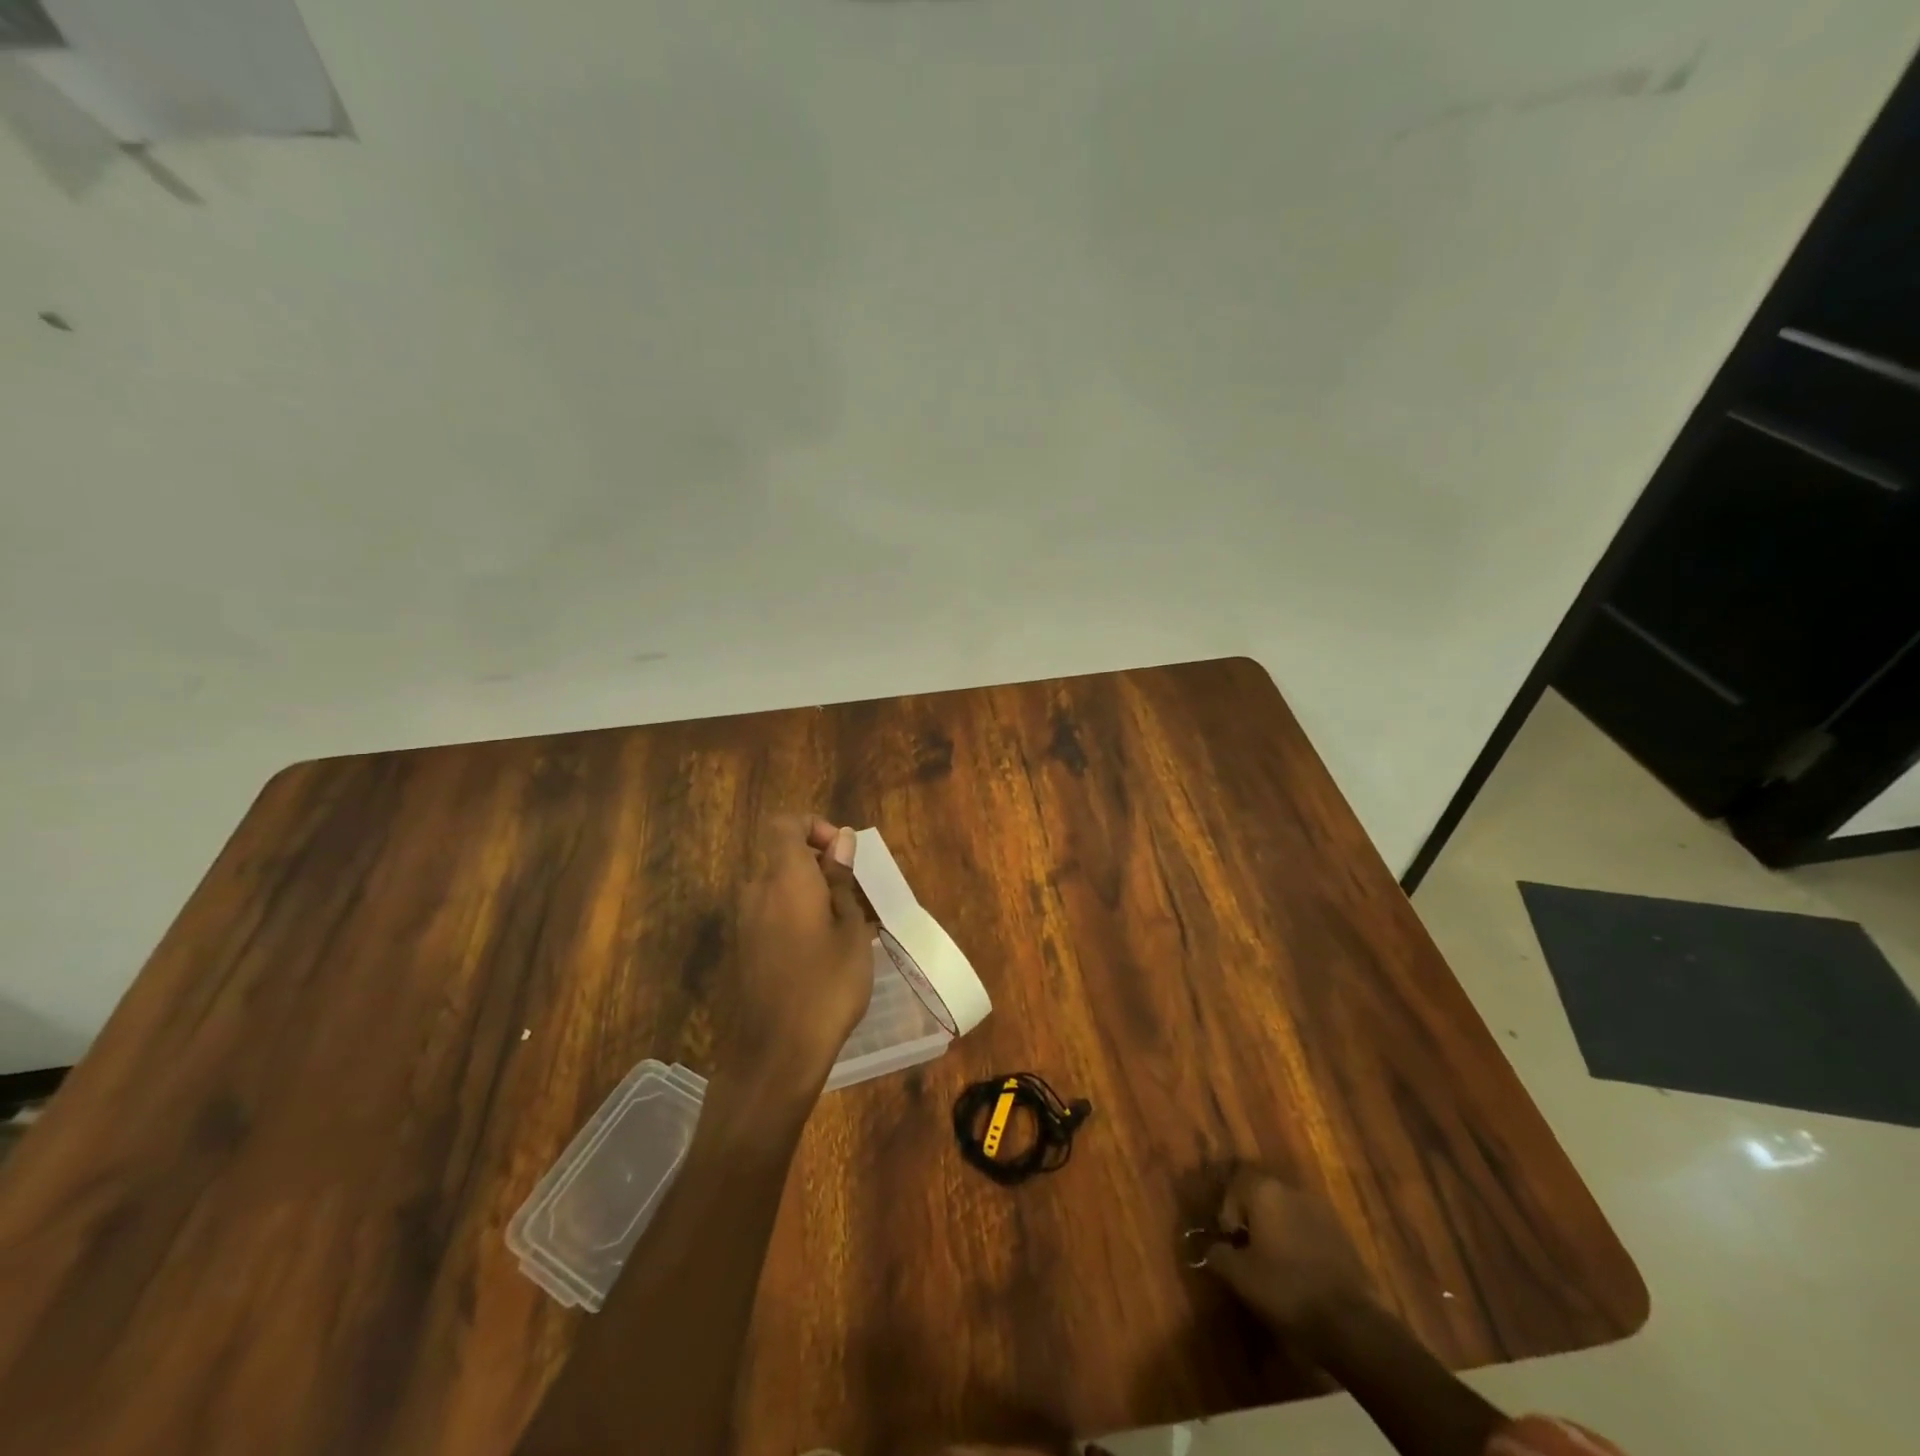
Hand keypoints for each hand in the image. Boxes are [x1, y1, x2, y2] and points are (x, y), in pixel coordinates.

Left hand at [718, 815, 873, 1101]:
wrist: (775, 1054)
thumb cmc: (826, 985)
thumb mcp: (850, 929)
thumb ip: (841, 880)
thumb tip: (841, 839)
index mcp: (784, 878)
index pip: (785, 824)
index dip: (813, 827)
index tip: (842, 853)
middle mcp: (756, 891)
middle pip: (782, 857)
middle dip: (819, 865)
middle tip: (854, 895)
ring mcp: (743, 922)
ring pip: (778, 888)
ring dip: (809, 894)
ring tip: (845, 927)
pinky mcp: (742, 949)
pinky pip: (770, 914)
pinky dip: (795, 917)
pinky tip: (822, 952)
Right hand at [1204, 1168, 1372, 1340]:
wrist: (1350, 1322)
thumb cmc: (1285, 1289)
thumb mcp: (1239, 1276)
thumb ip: (1219, 1254)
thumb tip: (1213, 1248)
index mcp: (1265, 1190)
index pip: (1235, 1187)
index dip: (1227, 1213)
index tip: (1230, 1243)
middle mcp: (1292, 1190)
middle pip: (1263, 1195)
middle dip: (1253, 1218)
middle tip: (1249, 1250)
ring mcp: (1322, 1210)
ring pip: (1288, 1211)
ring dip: (1278, 1229)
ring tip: (1275, 1262)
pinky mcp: (1343, 1234)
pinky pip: (1310, 1228)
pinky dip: (1300, 1242)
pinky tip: (1301, 1272)